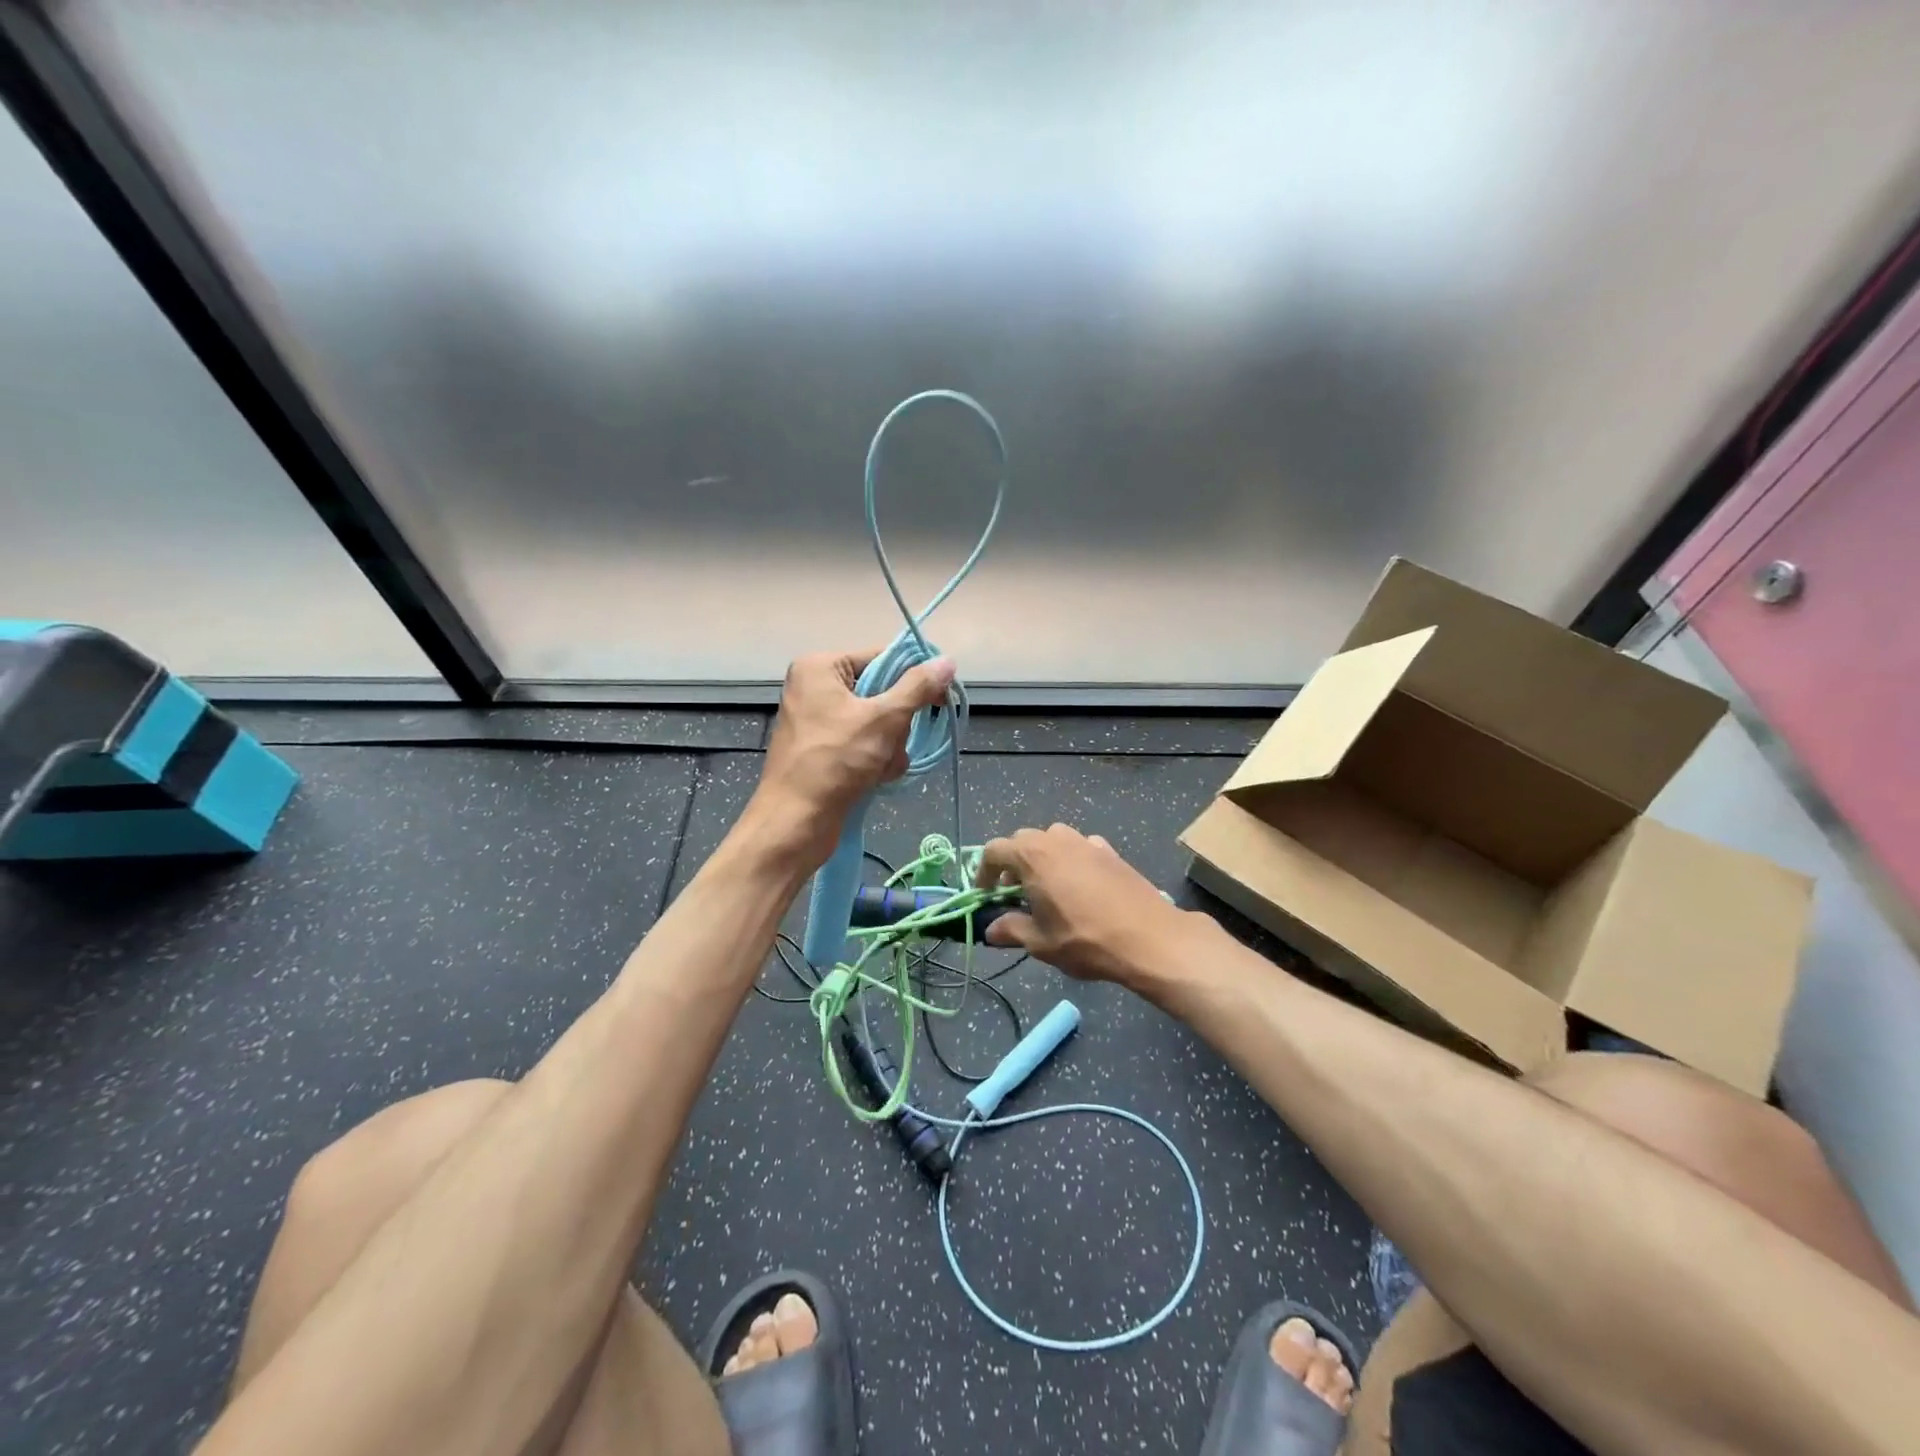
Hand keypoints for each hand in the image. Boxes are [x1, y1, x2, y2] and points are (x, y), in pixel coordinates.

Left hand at [750, 648, 955, 865]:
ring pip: (878, 723)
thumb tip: (947, 661)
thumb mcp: (884, 719)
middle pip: (882, 693)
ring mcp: (818, 722)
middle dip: (897, 724)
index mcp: (821, 667)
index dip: (913, 677)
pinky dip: (876, 761)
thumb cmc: (836, 761)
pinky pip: (865, 744)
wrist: (795, 821)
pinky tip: (875, 779)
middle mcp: (816, 688)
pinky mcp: (823, 751)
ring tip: (881, 767)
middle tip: (893, 743)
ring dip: (890, 748)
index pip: (882, 657)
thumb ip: (918, 687)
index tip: (940, 698)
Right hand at [974, 823, 1193, 986]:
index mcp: (1032, 856)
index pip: (994, 850)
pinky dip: (1069, 860)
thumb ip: (1012, 930)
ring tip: (1045, 889)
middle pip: (1022, 841)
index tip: (986, 895)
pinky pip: (1078, 848)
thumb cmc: (1085, 939)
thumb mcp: (1041, 943)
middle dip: (1012, 864)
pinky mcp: (1109, 850)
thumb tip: (991, 929)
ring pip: (1052, 841)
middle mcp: (1056, 839)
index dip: (983, 872)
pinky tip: (1078, 887)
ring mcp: (1086, 841)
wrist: (1149, 937)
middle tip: (1013, 894)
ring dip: (1041, 859)